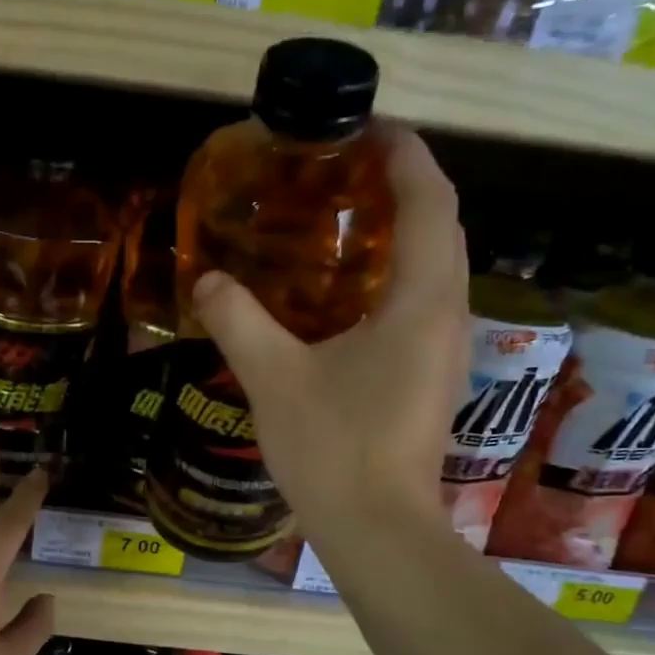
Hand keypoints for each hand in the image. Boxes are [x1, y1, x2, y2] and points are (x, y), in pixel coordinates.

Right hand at [193, 126, 466, 536]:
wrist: (375, 528)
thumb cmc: (332, 448)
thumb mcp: (273, 377)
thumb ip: (238, 319)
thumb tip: (205, 280)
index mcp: (421, 302)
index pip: (430, 201)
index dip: (406, 154)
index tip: (368, 126)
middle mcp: (448, 316)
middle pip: (442, 228)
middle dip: (404, 188)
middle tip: (347, 173)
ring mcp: (446, 352)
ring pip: (437, 270)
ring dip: (403, 234)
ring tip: (347, 224)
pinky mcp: (432, 380)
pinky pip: (423, 305)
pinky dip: (396, 278)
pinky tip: (349, 297)